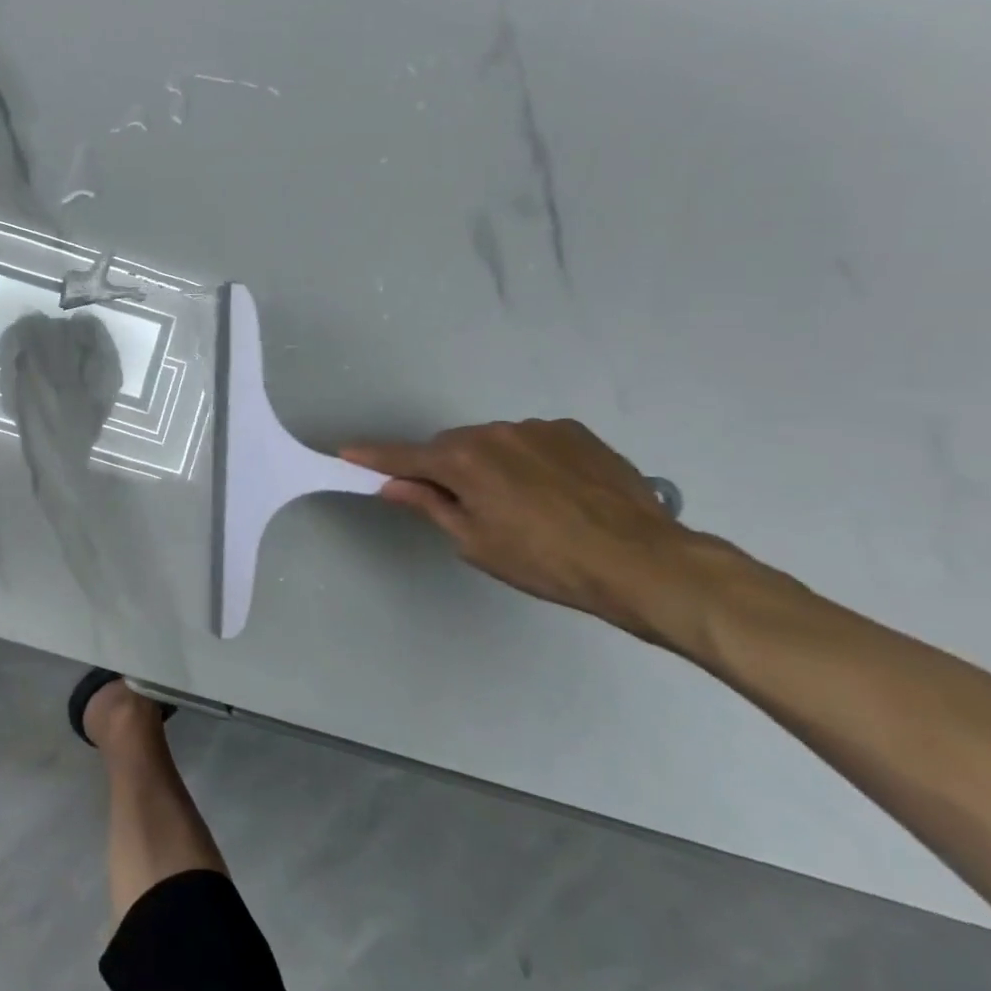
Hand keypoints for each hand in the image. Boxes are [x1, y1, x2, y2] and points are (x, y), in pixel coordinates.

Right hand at [342, 420, 697, 635]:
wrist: (643, 562)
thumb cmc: (546, 562)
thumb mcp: (476, 543)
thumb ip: (430, 505)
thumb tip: (393, 484)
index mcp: (463, 460)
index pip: (404, 456)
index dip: (373, 457)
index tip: (346, 453)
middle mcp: (494, 432)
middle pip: (450, 446)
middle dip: (446, 468)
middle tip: (463, 506)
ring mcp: (537, 428)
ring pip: (493, 443)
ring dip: (491, 464)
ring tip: (523, 505)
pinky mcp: (575, 432)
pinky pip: (532, 441)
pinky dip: (528, 460)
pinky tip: (555, 493)